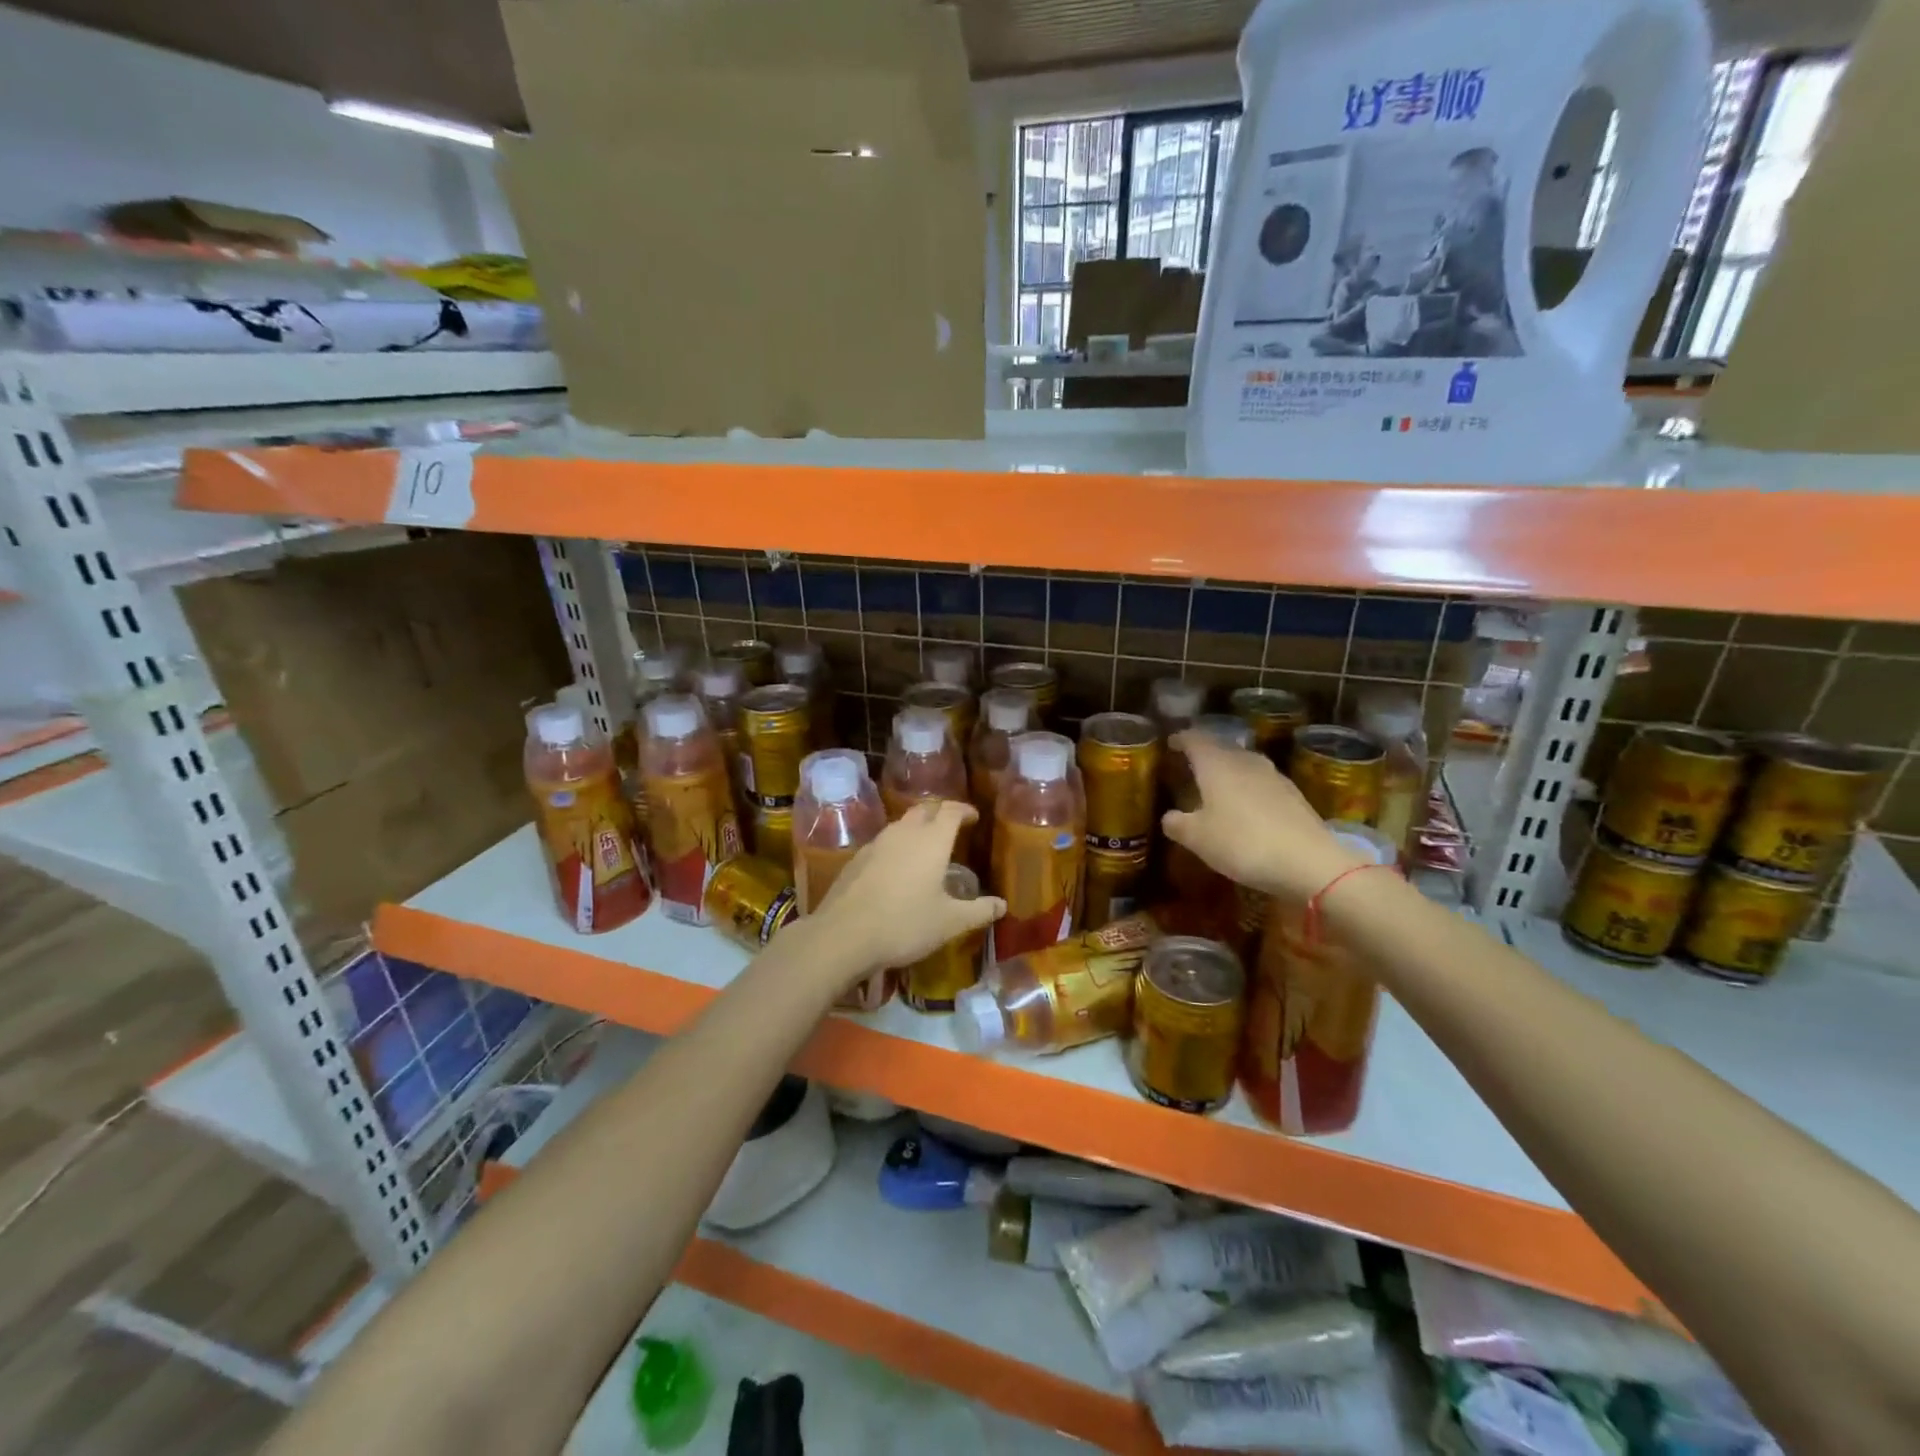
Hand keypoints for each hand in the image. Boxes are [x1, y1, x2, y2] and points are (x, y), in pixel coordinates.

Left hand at [809, 800, 1003, 987]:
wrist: (843, 935)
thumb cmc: (904, 924)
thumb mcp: (949, 923)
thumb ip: (978, 911)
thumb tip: (1002, 905)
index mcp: (931, 841)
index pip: (950, 811)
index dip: (964, 810)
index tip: (973, 817)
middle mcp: (904, 833)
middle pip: (924, 810)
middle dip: (940, 813)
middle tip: (951, 825)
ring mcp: (876, 844)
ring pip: (901, 824)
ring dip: (917, 827)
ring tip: (926, 845)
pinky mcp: (857, 859)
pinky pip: (883, 842)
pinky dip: (897, 845)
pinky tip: (897, 867)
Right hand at [1161, 731, 1364, 902]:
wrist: (1308, 862)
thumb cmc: (1241, 843)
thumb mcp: (1197, 839)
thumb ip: (1177, 824)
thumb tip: (1169, 817)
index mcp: (1216, 764)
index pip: (1194, 739)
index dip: (1180, 739)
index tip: (1170, 743)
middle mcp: (1244, 761)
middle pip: (1221, 747)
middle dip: (1204, 753)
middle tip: (1189, 765)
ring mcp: (1273, 775)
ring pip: (1243, 763)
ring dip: (1228, 770)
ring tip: (1215, 785)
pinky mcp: (1292, 794)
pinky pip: (1261, 782)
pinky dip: (1247, 788)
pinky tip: (1244, 806)